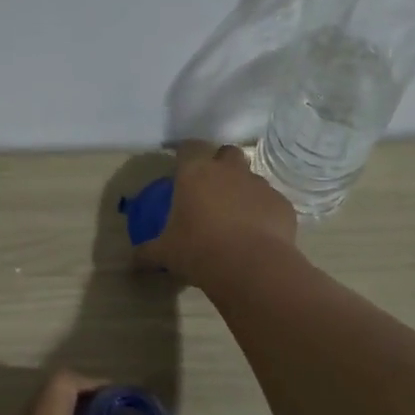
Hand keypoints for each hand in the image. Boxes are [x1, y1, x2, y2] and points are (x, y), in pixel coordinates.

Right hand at [133, 141, 297, 283]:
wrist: (251, 267)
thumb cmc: (199, 251)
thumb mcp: (165, 253)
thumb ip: (147, 252)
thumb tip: (133, 260)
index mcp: (195, 173)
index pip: (189, 147)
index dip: (185, 153)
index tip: (181, 165)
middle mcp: (229, 171)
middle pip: (227, 152)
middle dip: (221, 163)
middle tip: (212, 187)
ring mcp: (259, 185)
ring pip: (251, 177)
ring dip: (243, 189)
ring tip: (235, 216)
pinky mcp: (282, 204)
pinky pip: (270, 202)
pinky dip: (263, 212)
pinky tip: (257, 234)